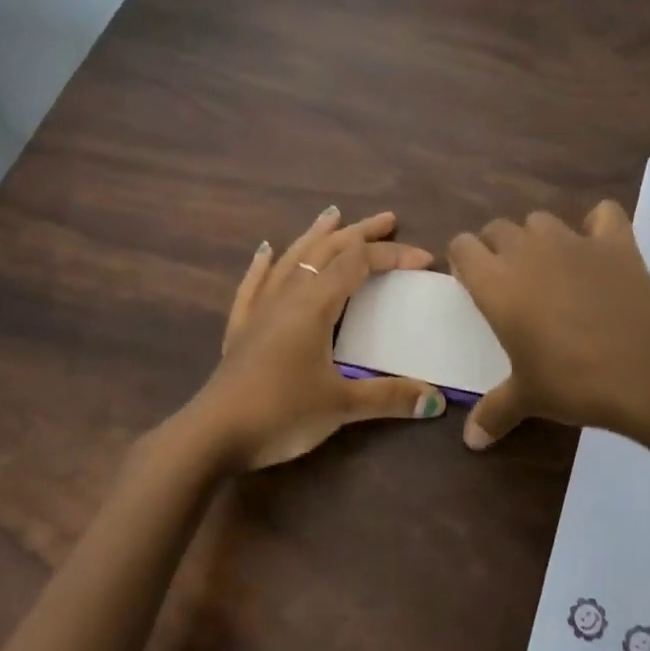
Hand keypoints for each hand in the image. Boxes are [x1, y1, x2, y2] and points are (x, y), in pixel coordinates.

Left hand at [185, 207, 447, 471]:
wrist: (212, 435)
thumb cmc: (281, 413)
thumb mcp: (341, 406)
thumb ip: (389, 397)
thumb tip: (437, 402)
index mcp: (314, 304)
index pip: (359, 263)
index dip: (393, 256)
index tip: (424, 259)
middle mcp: (288, 296)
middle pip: (326, 250)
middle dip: (359, 232)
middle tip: (387, 219)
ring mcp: (260, 310)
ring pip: (291, 259)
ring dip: (315, 235)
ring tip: (332, 214)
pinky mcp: (241, 329)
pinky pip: (253, 286)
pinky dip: (263, 265)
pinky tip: (265, 251)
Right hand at [448, 200, 649, 449]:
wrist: (647, 370)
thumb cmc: (573, 382)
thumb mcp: (529, 398)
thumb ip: (495, 412)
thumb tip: (471, 443)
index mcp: (496, 282)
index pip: (462, 246)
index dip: (464, 260)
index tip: (473, 284)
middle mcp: (527, 251)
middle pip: (498, 228)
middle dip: (497, 248)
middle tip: (510, 283)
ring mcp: (573, 241)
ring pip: (541, 219)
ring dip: (538, 237)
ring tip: (549, 268)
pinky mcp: (615, 242)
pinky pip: (603, 214)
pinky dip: (598, 225)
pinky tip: (599, 248)